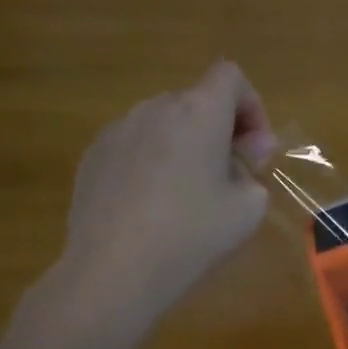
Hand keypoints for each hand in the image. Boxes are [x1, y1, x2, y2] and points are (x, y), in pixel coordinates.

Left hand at [57, 62, 277, 327]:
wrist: (114, 271)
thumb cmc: (192, 235)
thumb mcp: (247, 209)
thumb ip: (254, 169)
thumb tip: (246, 150)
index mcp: (198, 112)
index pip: (230, 77)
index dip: (251, 106)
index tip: (255, 150)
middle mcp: (154, 108)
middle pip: (196, 101)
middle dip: (219, 130)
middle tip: (229, 176)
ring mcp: (117, 131)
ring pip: (163, 124)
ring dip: (184, 145)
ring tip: (187, 194)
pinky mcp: (92, 157)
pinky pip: (134, 146)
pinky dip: (151, 162)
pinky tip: (151, 207)